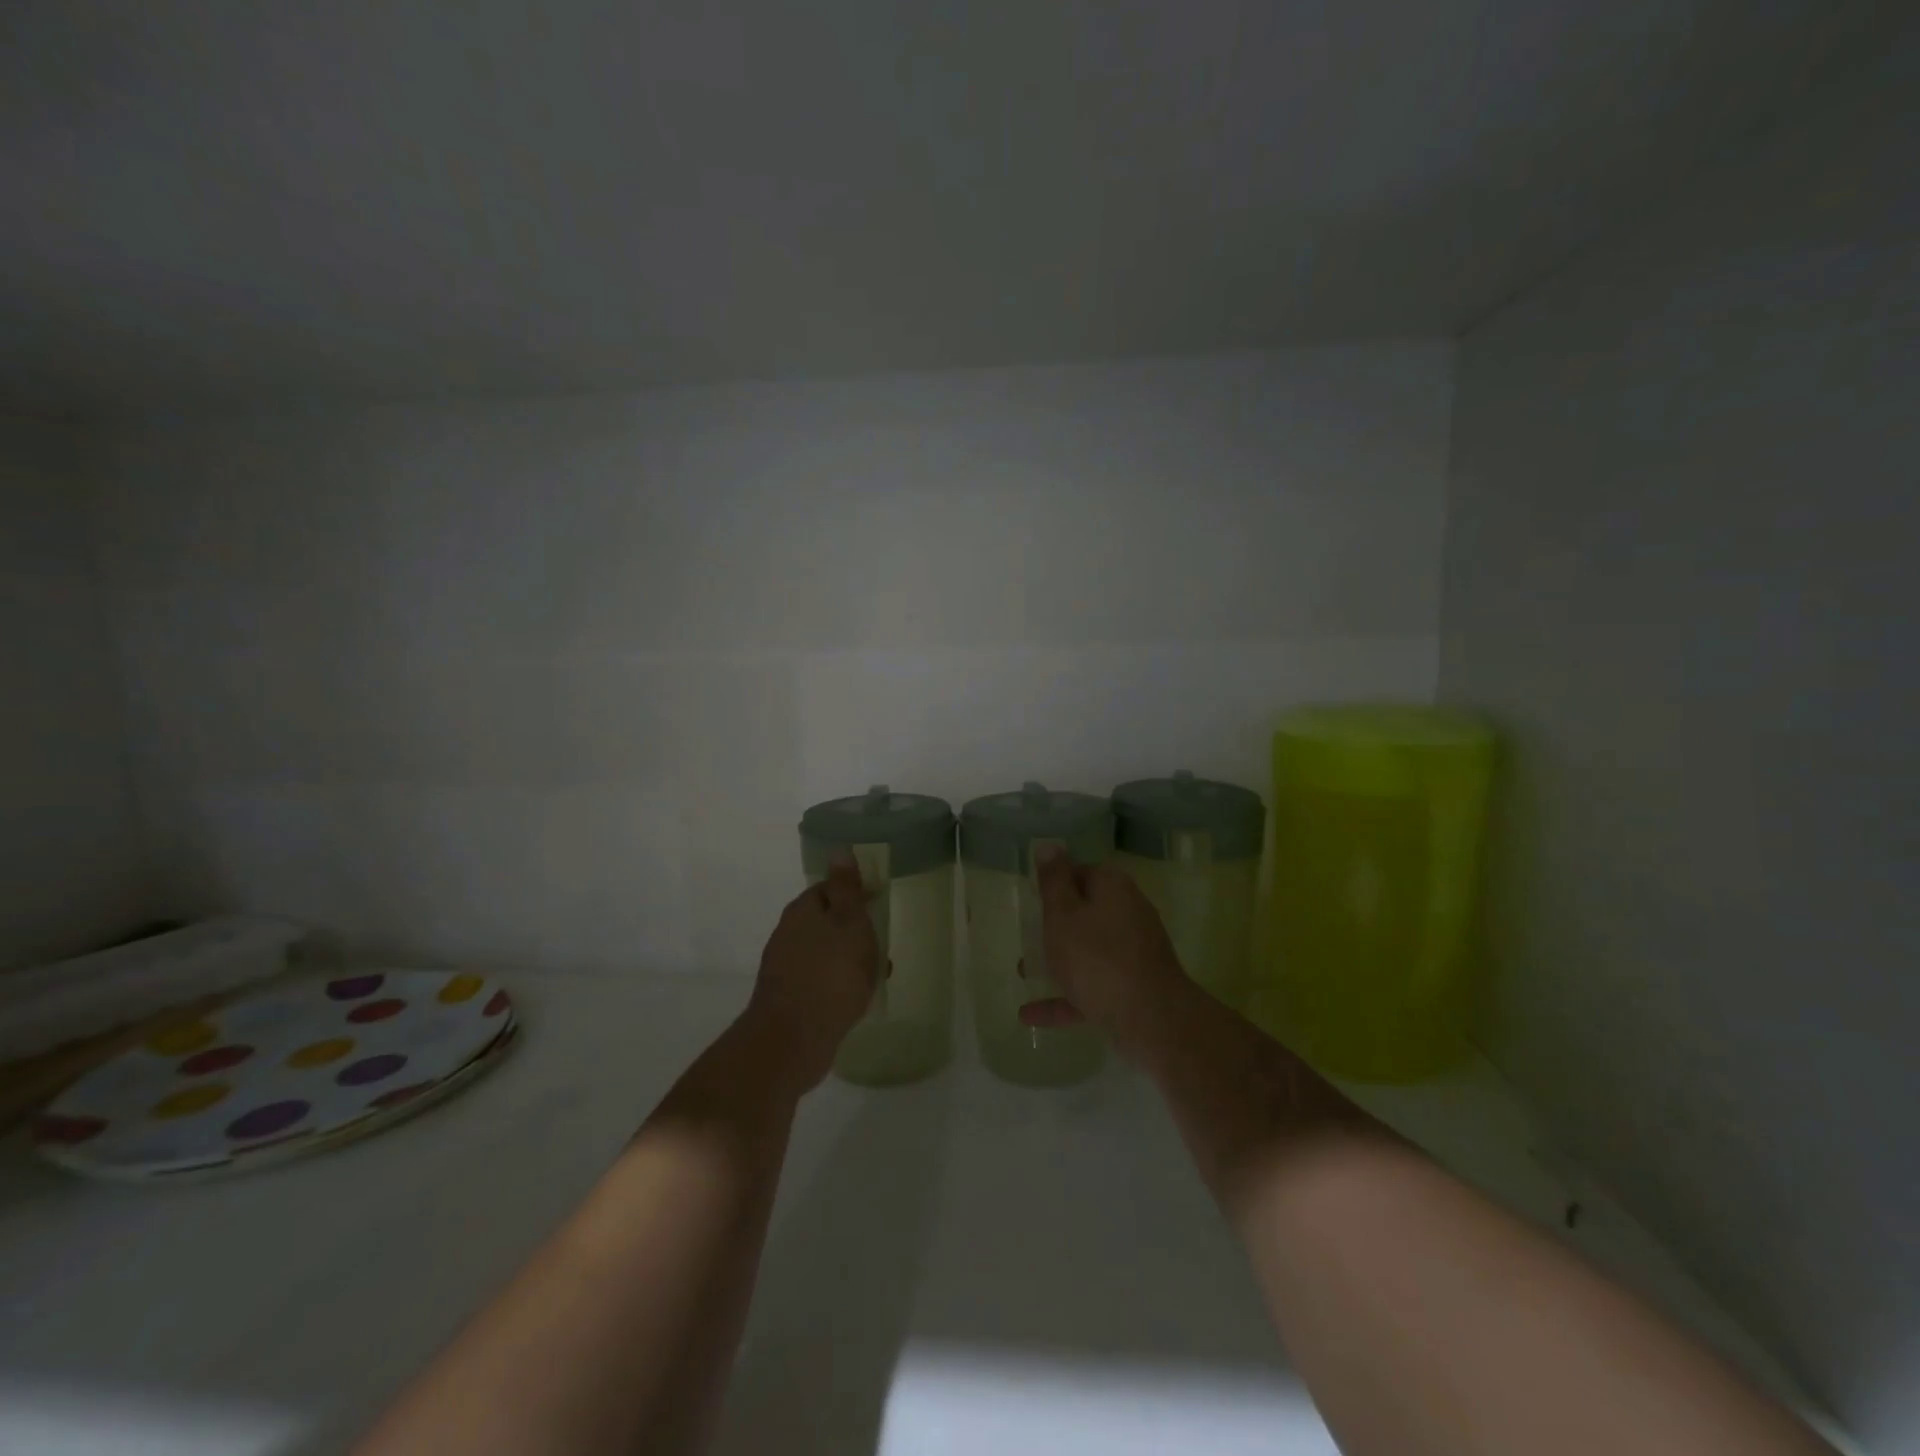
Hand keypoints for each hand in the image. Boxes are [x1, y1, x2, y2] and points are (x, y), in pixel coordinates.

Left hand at [741, 861, 880, 1093]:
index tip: (879, 904)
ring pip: (825, 952)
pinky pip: (820, 980)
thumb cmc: (830, 975)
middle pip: (826, 921)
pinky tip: (857, 999)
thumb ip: (846, 889)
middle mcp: (788, 934)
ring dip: (849, 958)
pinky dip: (839, 983)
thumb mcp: (849, 923)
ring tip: (877, 974)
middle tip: (882, 943)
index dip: (855, 893)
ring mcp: (785, 968)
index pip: (829, 889)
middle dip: (854, 930)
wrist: (792, 1040)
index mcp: (801, 911)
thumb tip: (838, 849)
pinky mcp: (789, 998)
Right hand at [1020, 848, 1188, 1057]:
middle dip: (1055, 925)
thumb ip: (1053, 881)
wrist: (1152, 1019)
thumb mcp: (1063, 914)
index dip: (1054, 884)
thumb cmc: (1097, 958)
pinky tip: (1030, 1015)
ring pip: (1089, 951)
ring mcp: (1134, 953)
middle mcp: (1129, 913)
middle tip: (1026, 935)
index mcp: (1113, 888)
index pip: (1080, 873)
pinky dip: (1065, 996)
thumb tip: (1050, 844)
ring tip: (1023, 972)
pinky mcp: (1134, 988)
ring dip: (1058, 961)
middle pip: (1086, 912)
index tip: (1032, 900)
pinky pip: (1093, 986)